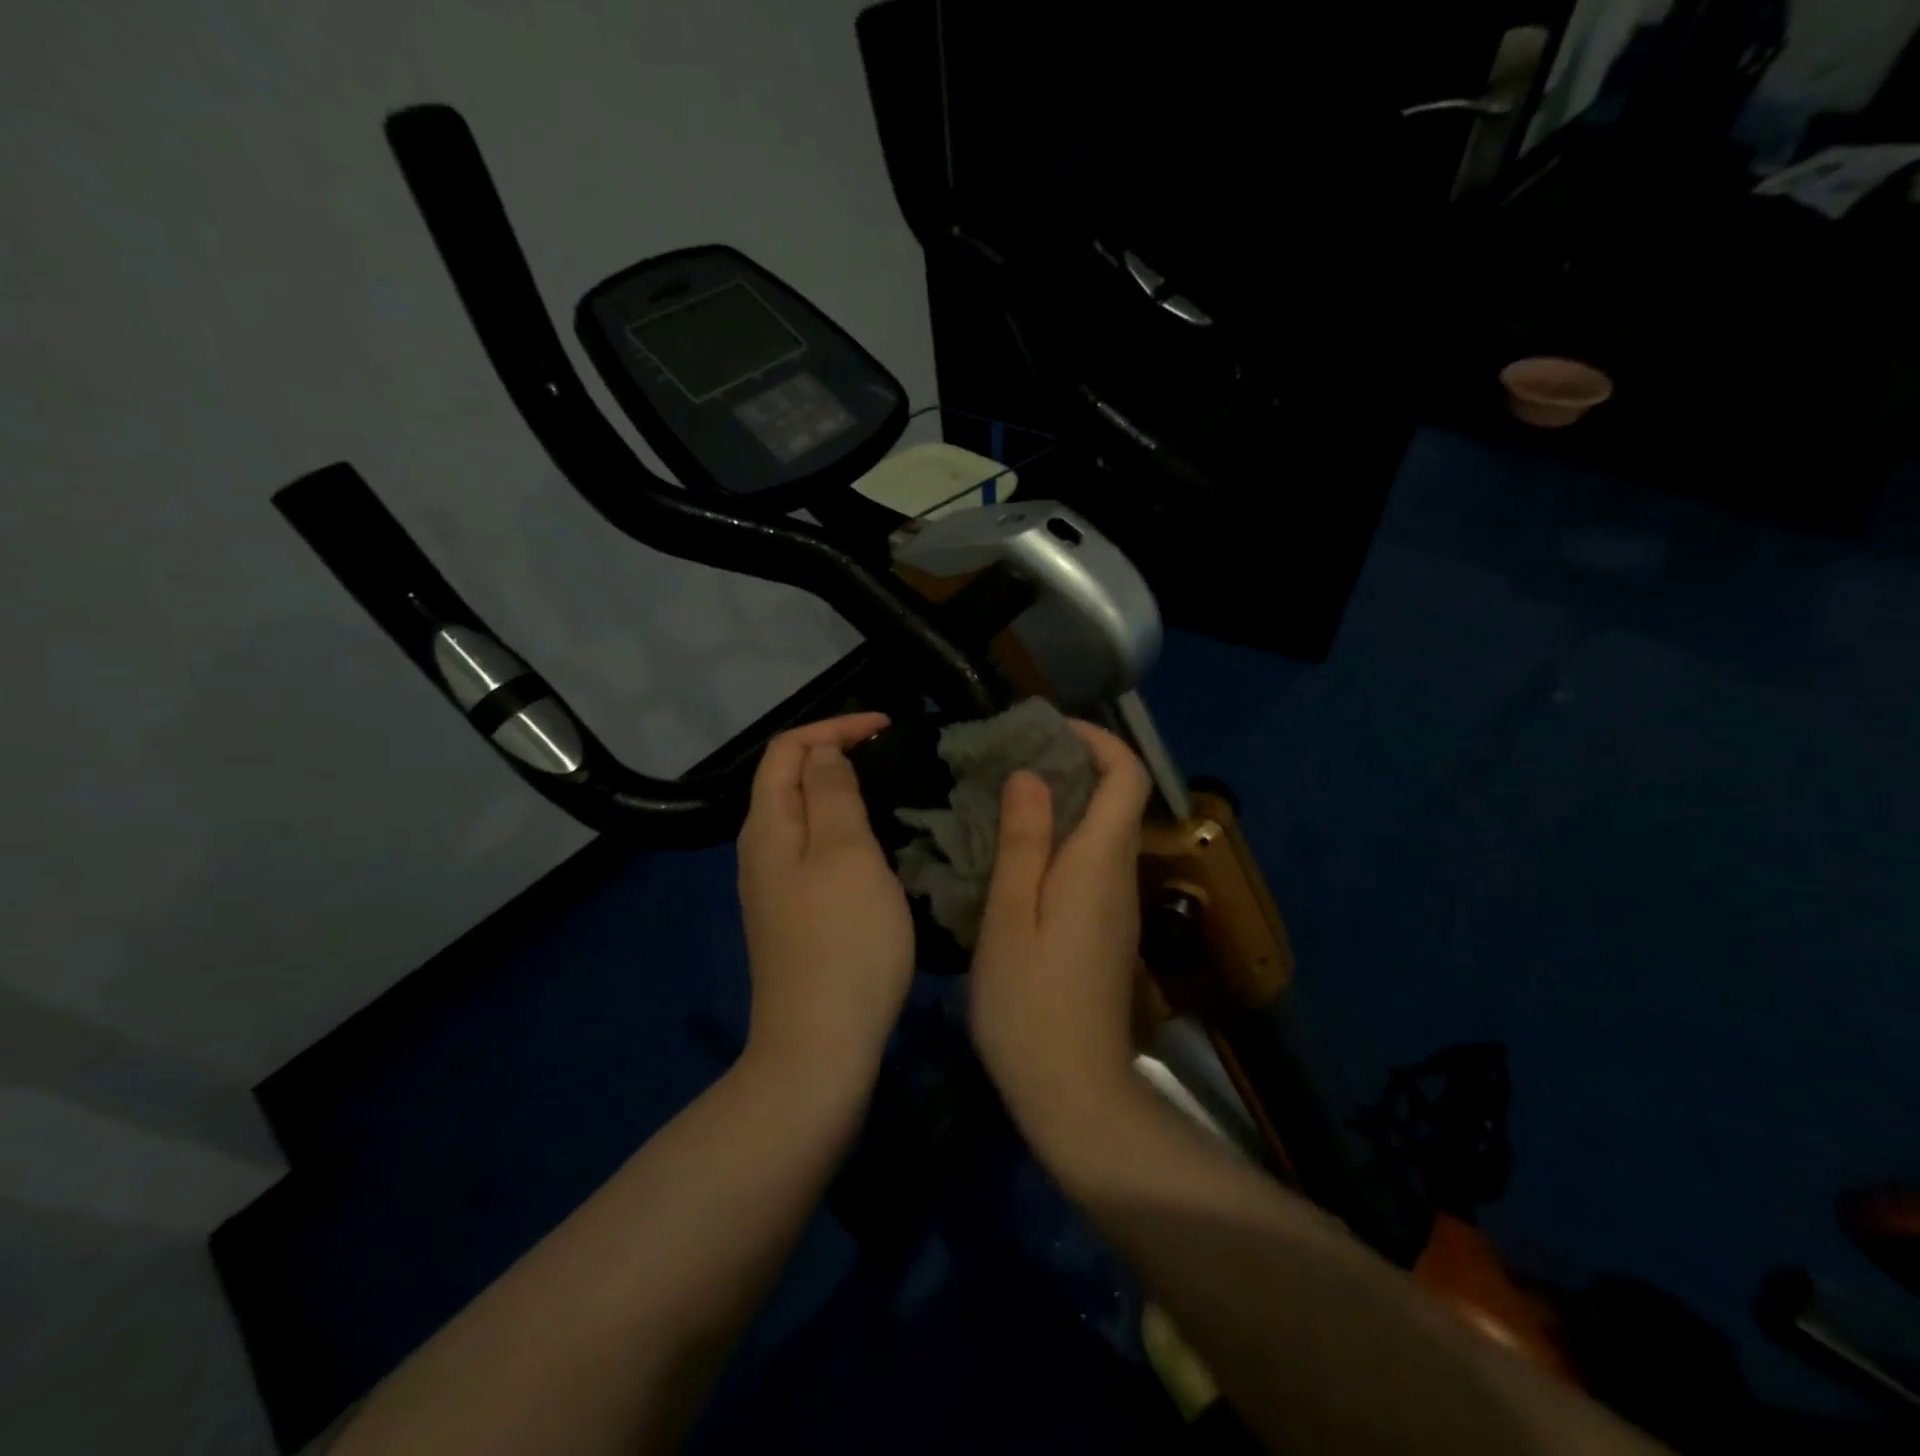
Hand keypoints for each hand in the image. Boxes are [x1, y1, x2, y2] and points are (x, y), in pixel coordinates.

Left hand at [736, 713, 914, 1091]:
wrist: (820, 1046)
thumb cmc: (842, 941)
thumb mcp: (845, 854)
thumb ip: (833, 793)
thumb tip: (824, 754)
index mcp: (767, 827)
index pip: (787, 749)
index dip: (834, 726)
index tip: (887, 726)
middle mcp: (761, 851)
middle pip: (790, 780)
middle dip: (837, 754)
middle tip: (892, 755)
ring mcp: (775, 887)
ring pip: (806, 817)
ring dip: (843, 792)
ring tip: (891, 790)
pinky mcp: (795, 916)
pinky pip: (817, 851)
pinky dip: (846, 830)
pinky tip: (878, 846)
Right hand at [969, 720, 1151, 1140]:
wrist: (1074, 1092)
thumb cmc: (1030, 1004)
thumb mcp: (1010, 917)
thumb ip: (1023, 842)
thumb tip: (1031, 775)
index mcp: (1099, 863)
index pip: (1127, 777)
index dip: (1097, 739)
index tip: (1047, 729)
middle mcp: (1119, 876)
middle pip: (1117, 798)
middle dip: (1072, 764)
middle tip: (1010, 761)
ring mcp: (1117, 906)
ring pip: (1103, 831)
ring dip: (1064, 802)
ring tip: (1004, 799)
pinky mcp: (1105, 930)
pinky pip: (1091, 862)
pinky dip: (1062, 839)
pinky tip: (1016, 855)